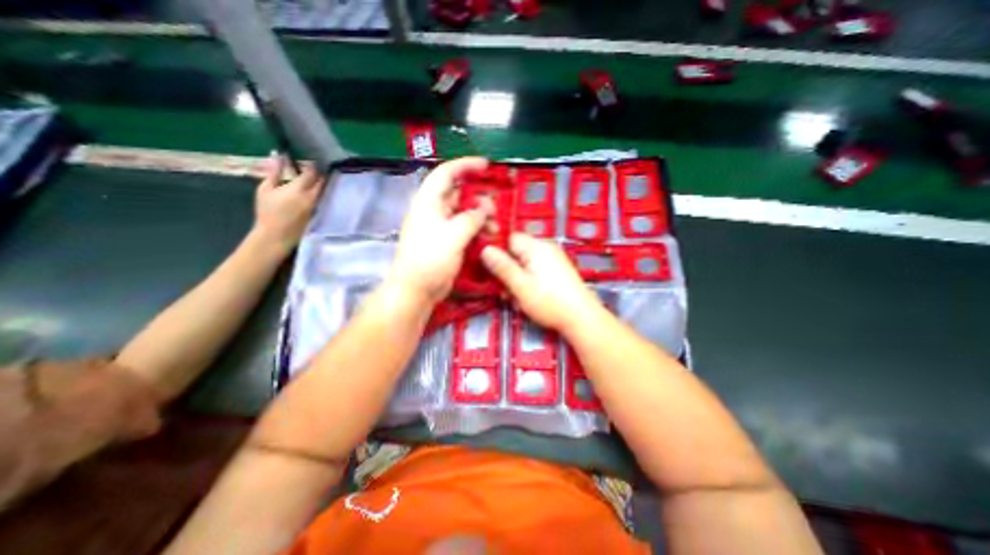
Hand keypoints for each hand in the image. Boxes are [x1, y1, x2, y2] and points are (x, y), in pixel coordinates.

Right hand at [252, 154, 325, 251]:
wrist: (276, 235)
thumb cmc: (267, 211)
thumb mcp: (265, 189)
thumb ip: (273, 172)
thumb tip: (277, 156)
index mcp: (299, 189)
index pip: (312, 173)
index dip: (312, 166)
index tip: (309, 162)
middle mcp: (312, 197)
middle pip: (322, 182)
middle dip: (319, 175)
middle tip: (312, 171)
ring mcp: (317, 206)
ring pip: (323, 192)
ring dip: (320, 185)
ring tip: (313, 181)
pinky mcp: (318, 214)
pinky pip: (321, 200)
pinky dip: (319, 195)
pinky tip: (313, 193)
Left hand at [392, 156, 490, 304]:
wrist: (416, 289)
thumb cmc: (430, 260)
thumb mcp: (453, 236)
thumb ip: (471, 218)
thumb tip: (485, 209)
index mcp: (429, 202)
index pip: (446, 173)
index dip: (466, 165)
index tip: (486, 166)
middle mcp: (434, 210)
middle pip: (458, 194)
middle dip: (478, 198)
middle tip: (495, 208)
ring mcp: (440, 227)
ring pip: (464, 212)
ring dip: (480, 217)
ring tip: (495, 228)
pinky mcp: (446, 241)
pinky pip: (464, 228)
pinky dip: (477, 230)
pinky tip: (488, 237)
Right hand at [482, 231, 598, 333]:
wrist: (581, 317)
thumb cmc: (549, 302)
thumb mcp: (520, 286)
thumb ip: (502, 266)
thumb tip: (484, 249)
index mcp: (536, 247)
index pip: (509, 238)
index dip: (497, 252)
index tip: (490, 270)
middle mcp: (545, 248)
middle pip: (516, 252)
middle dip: (507, 271)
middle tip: (505, 292)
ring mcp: (553, 258)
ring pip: (524, 264)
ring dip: (517, 280)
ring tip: (517, 299)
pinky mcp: (557, 270)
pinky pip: (535, 270)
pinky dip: (528, 282)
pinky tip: (528, 298)